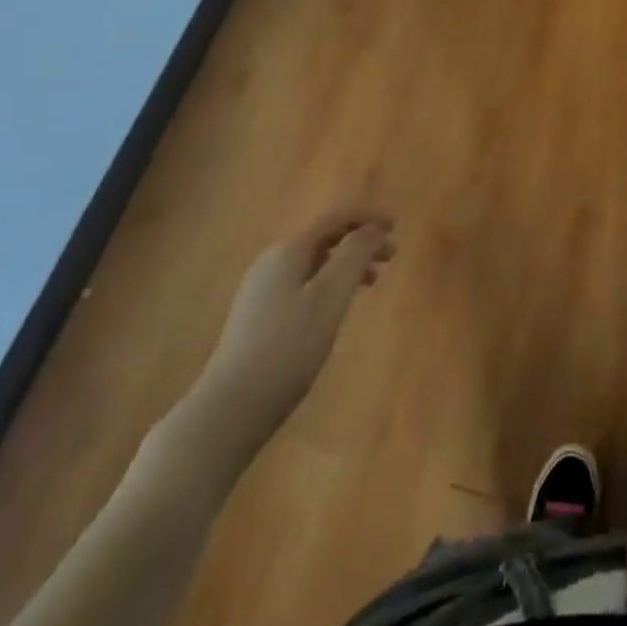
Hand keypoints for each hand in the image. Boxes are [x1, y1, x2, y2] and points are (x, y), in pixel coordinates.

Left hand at [175, 211, 395, 474]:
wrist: (230, 407)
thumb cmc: (288, 347)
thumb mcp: (330, 296)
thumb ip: (354, 254)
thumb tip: (373, 228)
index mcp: (289, 251)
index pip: (334, 219)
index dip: (367, 218)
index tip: (395, 225)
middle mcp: (271, 263)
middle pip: (324, 239)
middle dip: (360, 242)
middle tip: (392, 256)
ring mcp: (261, 291)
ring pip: (314, 263)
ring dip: (346, 265)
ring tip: (371, 283)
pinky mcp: (257, 318)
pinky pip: (302, 284)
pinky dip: (329, 284)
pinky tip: (337, 308)